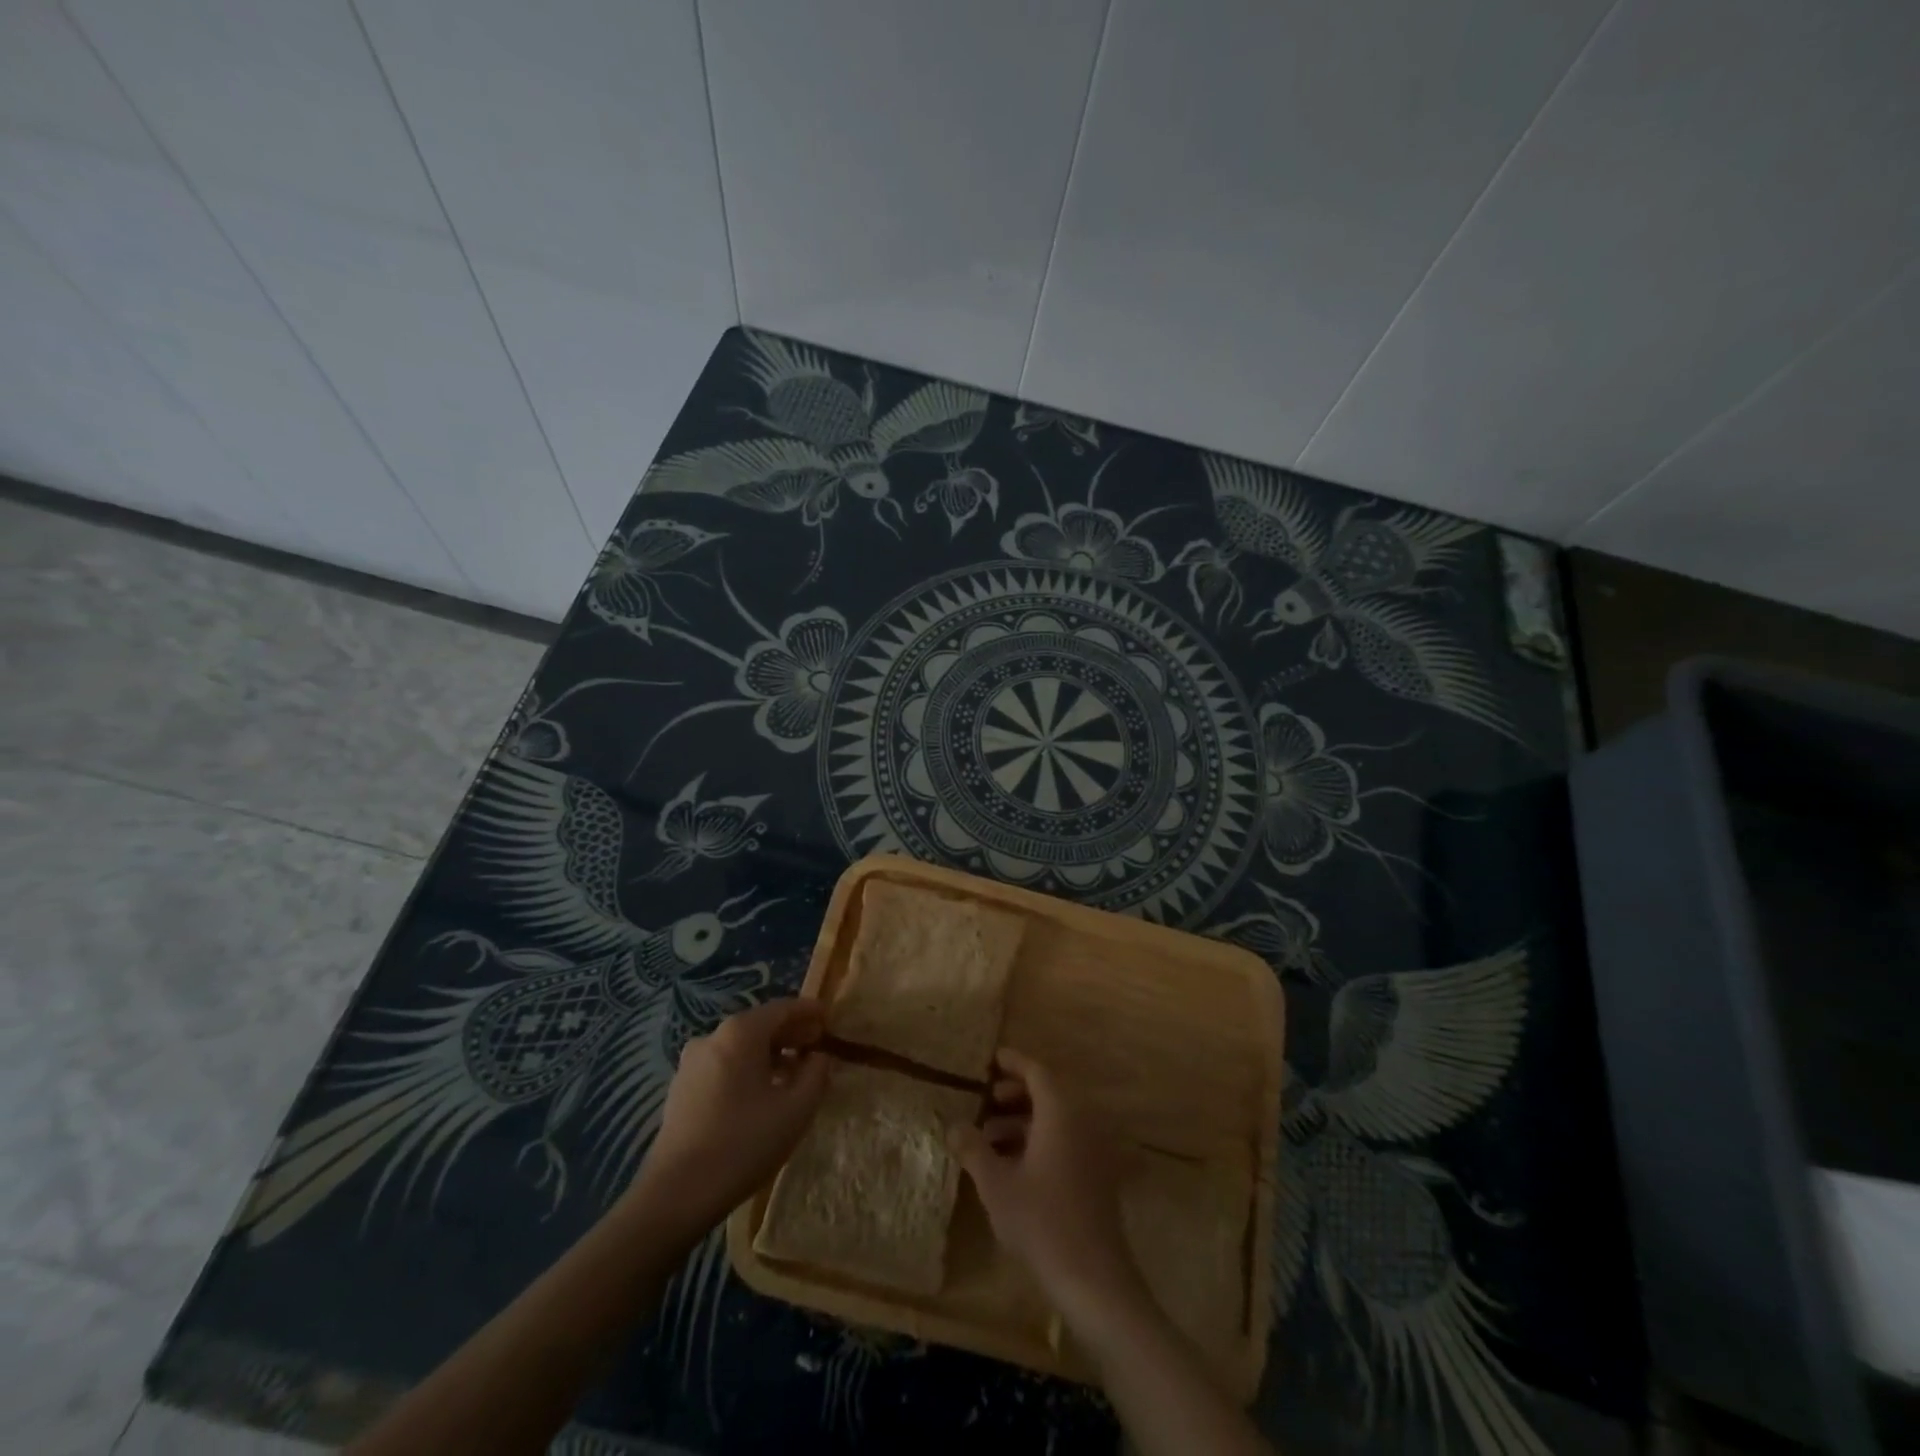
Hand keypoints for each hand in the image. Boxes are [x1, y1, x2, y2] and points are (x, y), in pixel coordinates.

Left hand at [630, 998, 828, 1233]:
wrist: (676, 1195)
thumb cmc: (743, 1144)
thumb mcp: (796, 1110)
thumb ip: (816, 1074)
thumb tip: (818, 1057)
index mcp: (740, 1032)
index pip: (783, 1008)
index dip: (809, 1012)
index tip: (829, 1018)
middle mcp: (713, 1037)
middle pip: (760, 1025)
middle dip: (791, 1033)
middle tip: (817, 1045)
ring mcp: (692, 1063)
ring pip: (741, 1047)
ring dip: (770, 1054)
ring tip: (794, 1074)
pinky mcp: (681, 1088)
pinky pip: (724, 1066)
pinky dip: (747, 1069)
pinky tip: (762, 1094)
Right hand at [950, 1049, 1143, 1322]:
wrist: (1094, 1278)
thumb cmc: (1041, 1222)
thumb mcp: (996, 1185)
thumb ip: (973, 1150)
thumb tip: (953, 1125)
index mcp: (1060, 1114)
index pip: (1037, 1072)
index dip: (1014, 1063)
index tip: (992, 1059)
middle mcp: (1082, 1123)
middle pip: (1049, 1093)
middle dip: (1017, 1093)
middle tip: (988, 1100)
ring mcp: (1095, 1150)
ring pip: (1058, 1119)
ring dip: (1026, 1120)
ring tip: (991, 1137)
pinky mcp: (1098, 1176)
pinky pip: (1068, 1141)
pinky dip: (1041, 1140)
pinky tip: (1015, 1165)